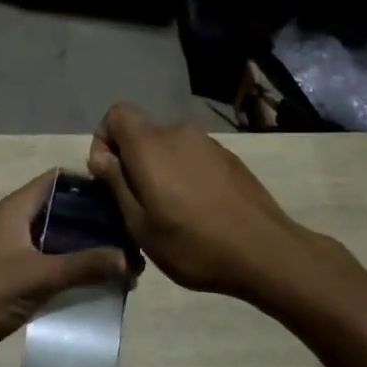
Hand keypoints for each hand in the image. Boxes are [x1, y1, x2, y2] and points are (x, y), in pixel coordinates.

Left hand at [0, 170, 129, 366]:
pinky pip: (52, 268)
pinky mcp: (17, 279)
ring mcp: (16, 253)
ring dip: (88, 251)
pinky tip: (101, 285)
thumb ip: (83, 265)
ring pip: (60, 242)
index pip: (56, 181)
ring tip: (125, 264)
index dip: (88, 185)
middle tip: (132, 237)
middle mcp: (16, 225)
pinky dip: (74, 273)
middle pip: (62, 212)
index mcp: (15, 210)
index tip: (123, 198)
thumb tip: (129, 258)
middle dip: (96, 224)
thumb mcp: (38, 276)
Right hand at [87, 103, 314, 303]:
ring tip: (168, 212)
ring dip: (159, 170)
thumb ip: (116, 184)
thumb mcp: (140, 225)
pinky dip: (184, 175)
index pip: (116, 114)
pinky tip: (197, 210)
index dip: (104, 139)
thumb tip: (101, 156)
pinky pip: (192, 157)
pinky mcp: (228, 157)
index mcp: (151, 144)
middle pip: (142, 132)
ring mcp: (208, 143)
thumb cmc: (193, 244)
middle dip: (131, 161)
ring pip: (168, 147)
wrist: (265, 252)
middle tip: (136, 204)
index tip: (107, 176)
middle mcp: (179, 132)